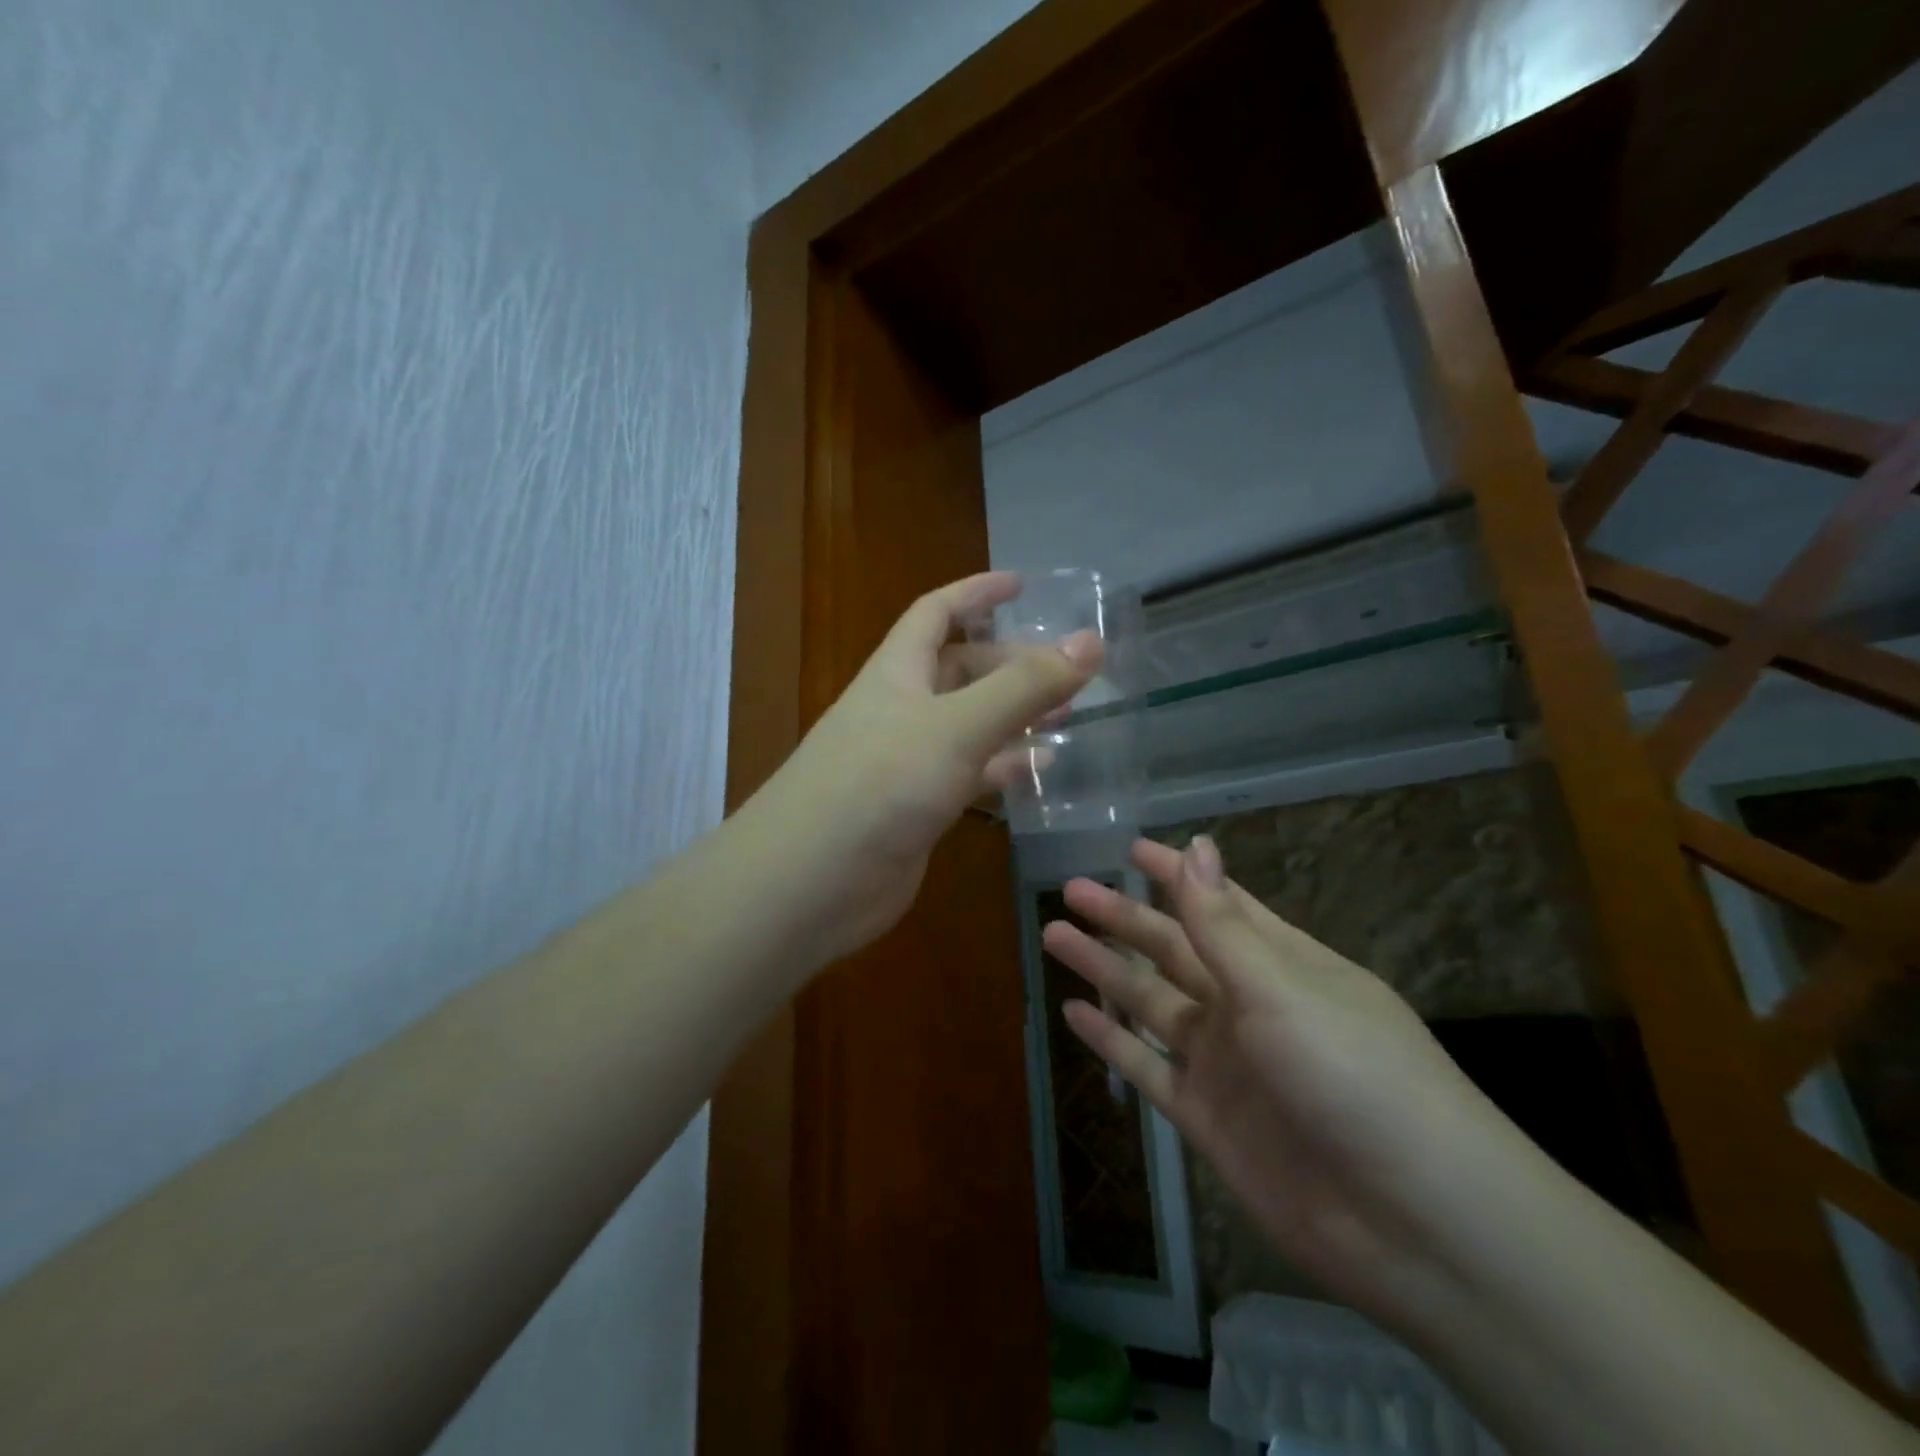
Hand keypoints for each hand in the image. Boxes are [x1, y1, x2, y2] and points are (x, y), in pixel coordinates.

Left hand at [749, 572, 1099, 970]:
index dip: (976, 592)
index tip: (1023, 585)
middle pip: (959, 671)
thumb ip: (1024, 687)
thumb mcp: (958, 726)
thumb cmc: (880, 784)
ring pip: (968, 725)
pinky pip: (967, 774)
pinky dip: (1002, 768)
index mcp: (898, 672)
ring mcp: (907, 762)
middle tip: (1066, 672)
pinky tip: (1039, 772)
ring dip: (1013, 717)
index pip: (937, 613)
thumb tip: (1090, 642)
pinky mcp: (916, 808)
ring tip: (1067, 717)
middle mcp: (901, 710)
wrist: (811, 881)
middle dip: (1010, 664)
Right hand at [1046, 835, 1526, 1304]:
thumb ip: (1224, 923)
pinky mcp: (1207, 1116)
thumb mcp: (1281, 987)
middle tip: (1070, 890)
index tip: (1130, 847)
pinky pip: (1147, 1066)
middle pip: (1172, 948)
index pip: (1217, 903)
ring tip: (1054, 936)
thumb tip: (1197, 843)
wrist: (1411, 1223)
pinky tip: (1073, 1014)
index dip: (1174, 873)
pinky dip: (1110, 1041)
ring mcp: (1226, 1062)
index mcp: (1280, 963)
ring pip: (1150, 1002)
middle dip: (1123, 917)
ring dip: (1104, 970)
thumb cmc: (1353, 1074)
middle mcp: (1249, 1004)